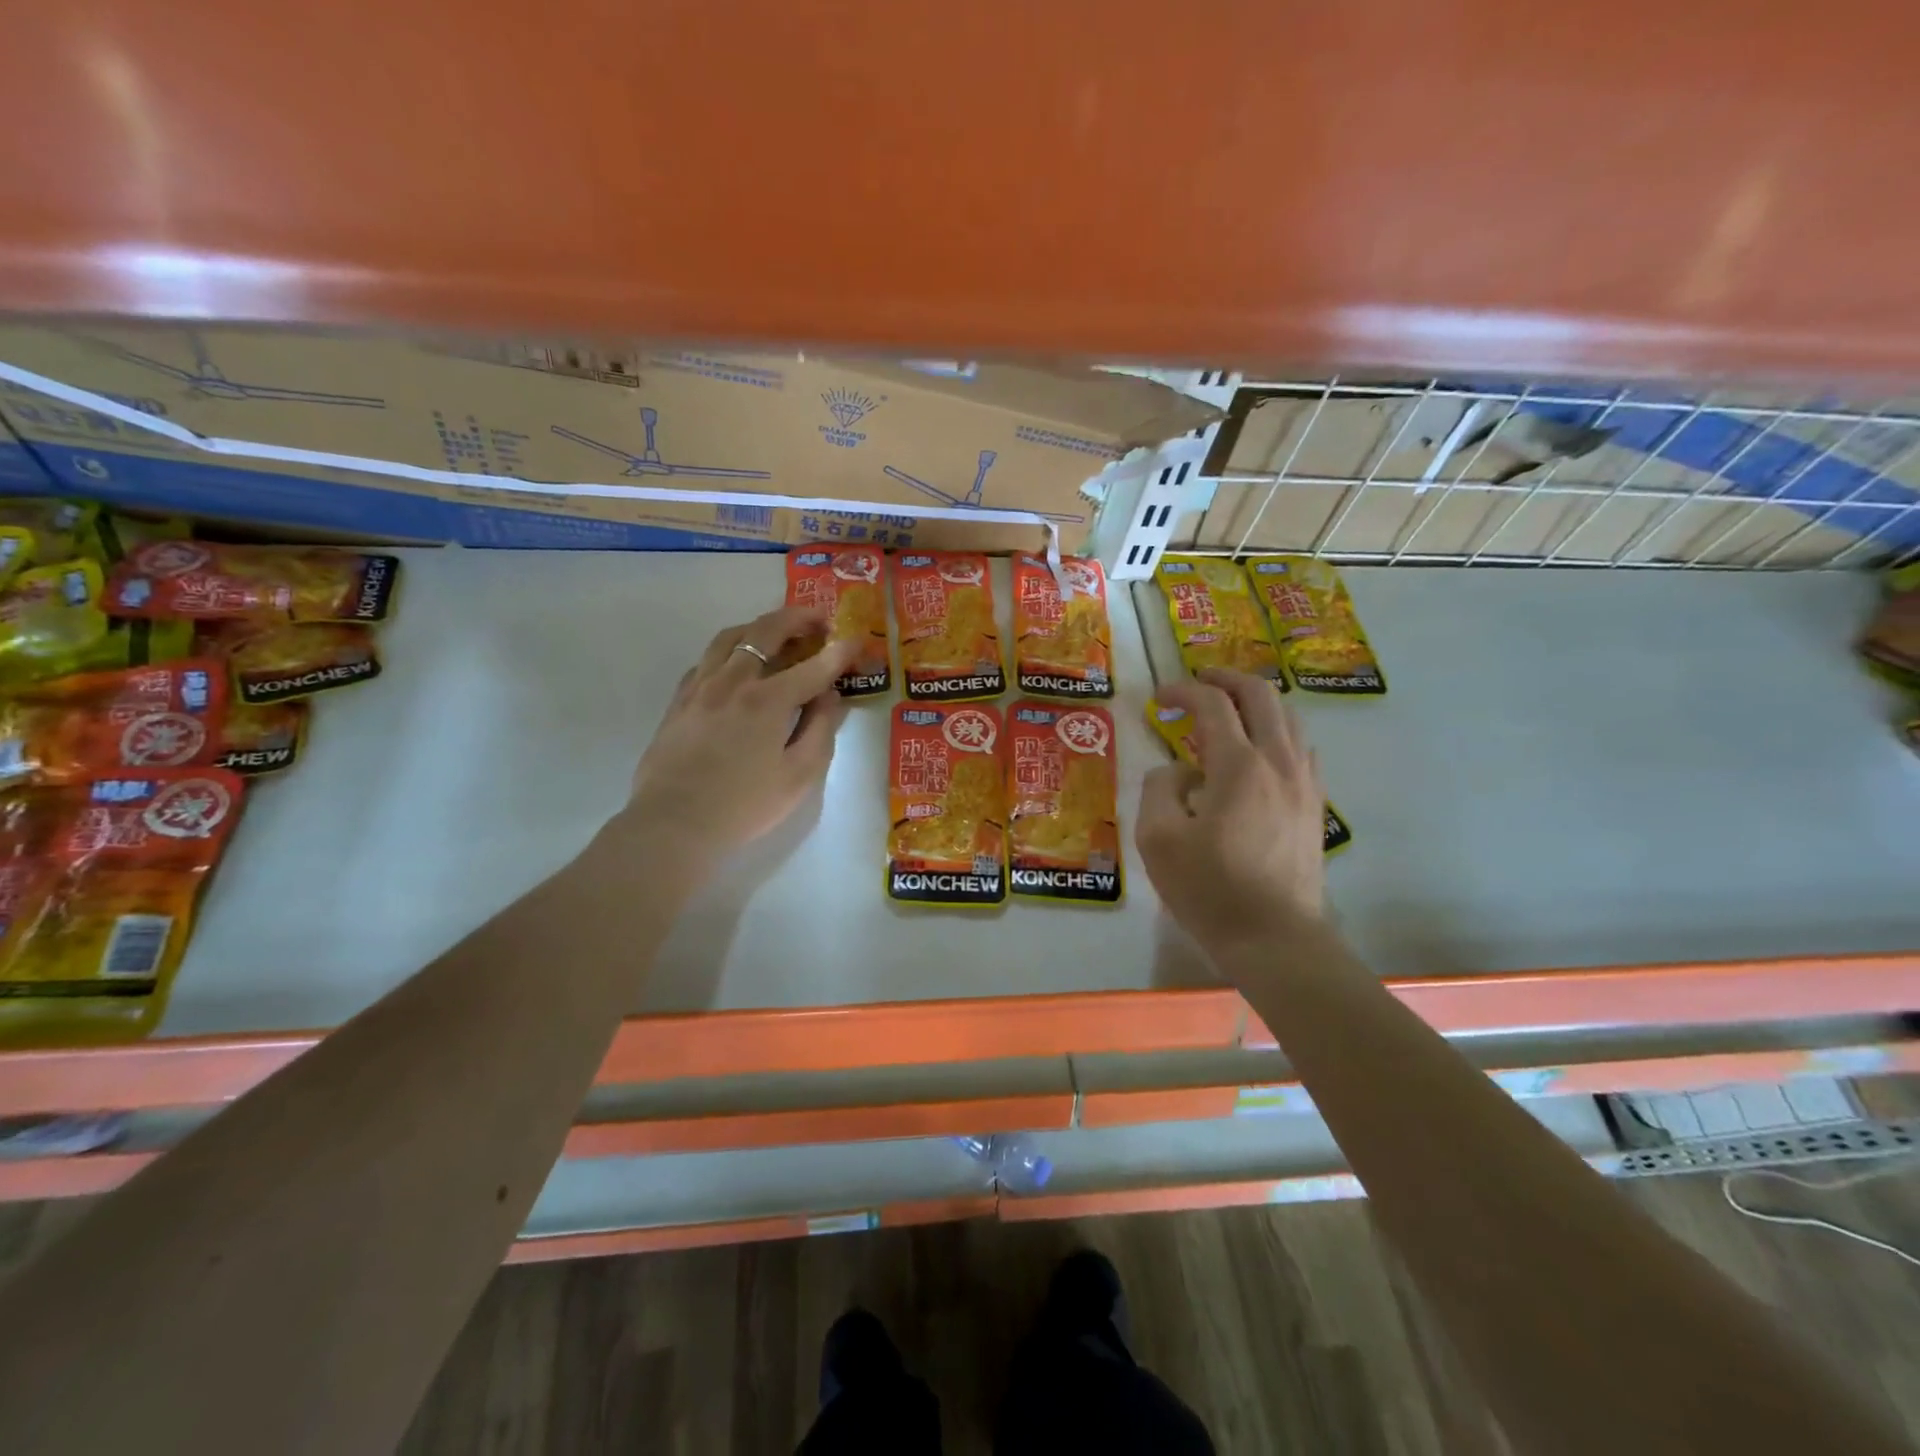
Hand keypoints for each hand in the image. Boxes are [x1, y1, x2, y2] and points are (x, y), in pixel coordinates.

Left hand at [624, 606, 859, 874]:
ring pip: (731, 637)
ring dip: (759, 627)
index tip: (858, 641)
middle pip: (766, 632)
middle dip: (797, 619)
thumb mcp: (799, 776)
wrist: (673, 824)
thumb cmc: (744, 805)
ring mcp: (701, 687)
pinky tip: (735, 665)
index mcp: (768, 700)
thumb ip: (820, 730)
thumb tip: (829, 696)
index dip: (841, 651)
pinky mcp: (680, 700)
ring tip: (776, 632)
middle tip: (818, 620)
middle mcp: (733, 681)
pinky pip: (706, 659)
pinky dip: (729, 651)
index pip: (814, 665)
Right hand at [1135, 668, 1326, 953]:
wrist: (1276, 939)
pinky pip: (1301, 748)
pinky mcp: (1314, 805)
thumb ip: (1159, 789)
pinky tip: (1259, 751)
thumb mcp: (1158, 839)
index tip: (1158, 698)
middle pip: (1261, 695)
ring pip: (1288, 718)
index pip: (1212, 704)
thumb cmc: (1210, 889)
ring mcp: (1304, 783)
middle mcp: (1279, 762)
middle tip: (1198, 682)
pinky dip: (1276, 731)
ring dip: (1256, 702)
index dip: (1182, 691)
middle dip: (1226, 679)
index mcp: (1239, 765)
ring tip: (1228, 711)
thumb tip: (1177, 771)